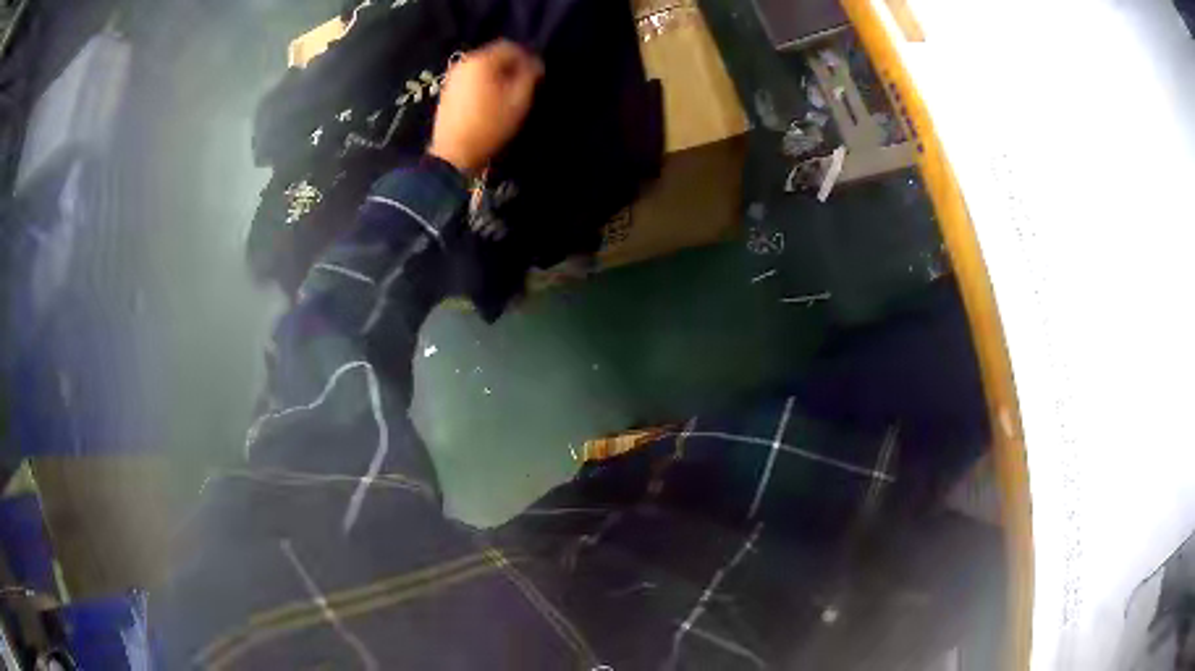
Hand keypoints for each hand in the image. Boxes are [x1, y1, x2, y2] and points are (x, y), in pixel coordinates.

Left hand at [429, 40, 543, 174]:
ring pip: (482, 67)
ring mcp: (452, 77)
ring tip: (508, 93)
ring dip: (497, 75)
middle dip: (512, 66)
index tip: (536, 74)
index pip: (510, 47)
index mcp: (482, 60)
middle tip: (523, 84)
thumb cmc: (490, 125)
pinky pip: (471, 78)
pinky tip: (490, 100)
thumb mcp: (519, 100)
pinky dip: (483, 83)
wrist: (454, 152)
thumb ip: (530, 76)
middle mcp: (464, 63)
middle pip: (494, 55)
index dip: (527, 57)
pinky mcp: (447, 91)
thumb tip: (535, 64)